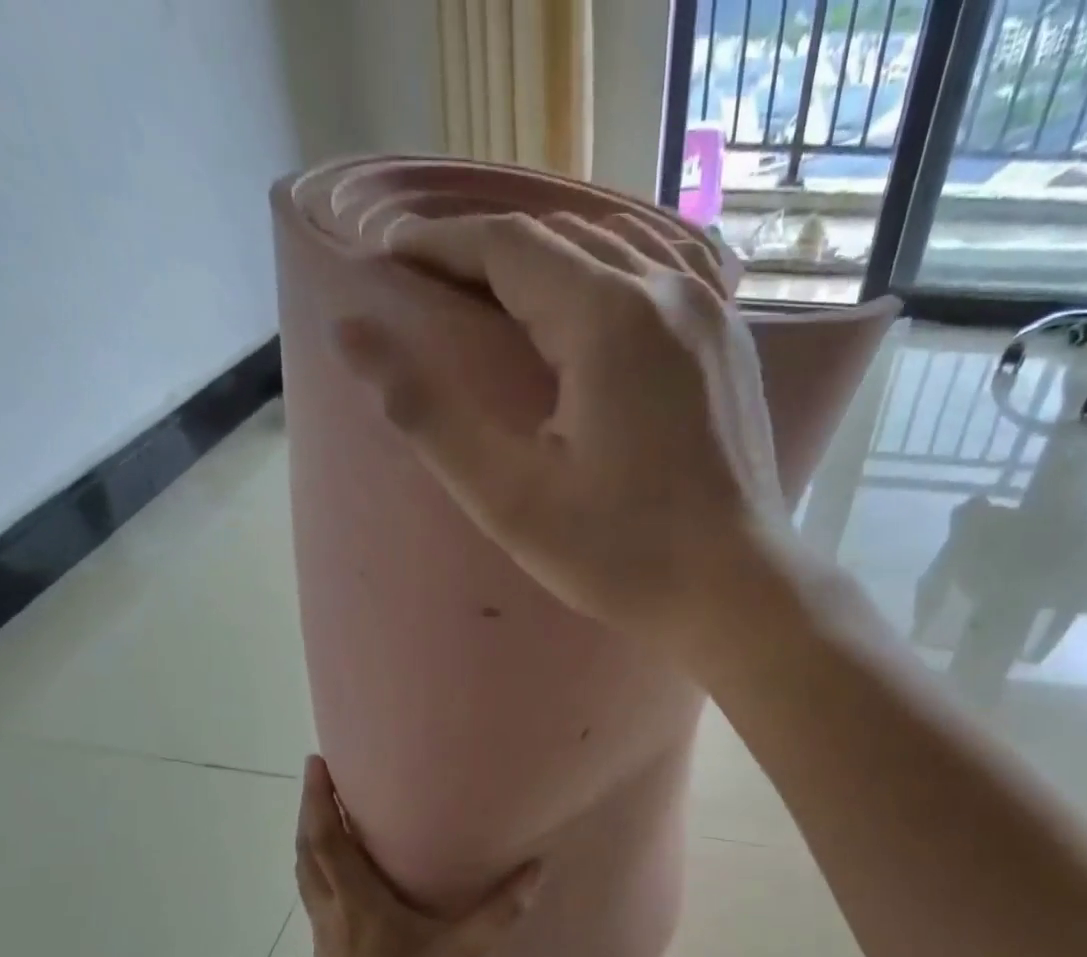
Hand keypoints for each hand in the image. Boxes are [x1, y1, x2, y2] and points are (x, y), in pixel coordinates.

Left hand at [294, 756, 540, 956]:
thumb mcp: (465, 953)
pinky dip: (317, 869)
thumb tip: (535, 868)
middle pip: (307, 850)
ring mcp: (324, 933)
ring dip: (310, 839)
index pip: (327, 838)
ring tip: (326, 816)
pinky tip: (339, 874)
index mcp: (357, 900)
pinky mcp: (327, 952)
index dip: (319, 800)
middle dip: (309, 810)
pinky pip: (314, 895)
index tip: (315, 763)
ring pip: (305, 873)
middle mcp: (332, 909)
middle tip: (319, 777)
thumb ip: (500, 910)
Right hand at [334, 211, 790, 651]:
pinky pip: (663, 273)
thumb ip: (429, 414)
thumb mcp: (512, 499)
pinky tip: (594, 298)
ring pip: (615, 247)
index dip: (439, 244)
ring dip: (549, 256)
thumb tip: (350, 334)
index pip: (505, 245)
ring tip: (500, 287)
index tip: (388, 259)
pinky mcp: (731, 344)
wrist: (736, 590)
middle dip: (487, 251)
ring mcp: (712, 312)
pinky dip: (612, 271)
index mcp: (609, 317)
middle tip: (432, 279)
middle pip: (559, 237)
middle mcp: (667, 290)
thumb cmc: (623, 556)